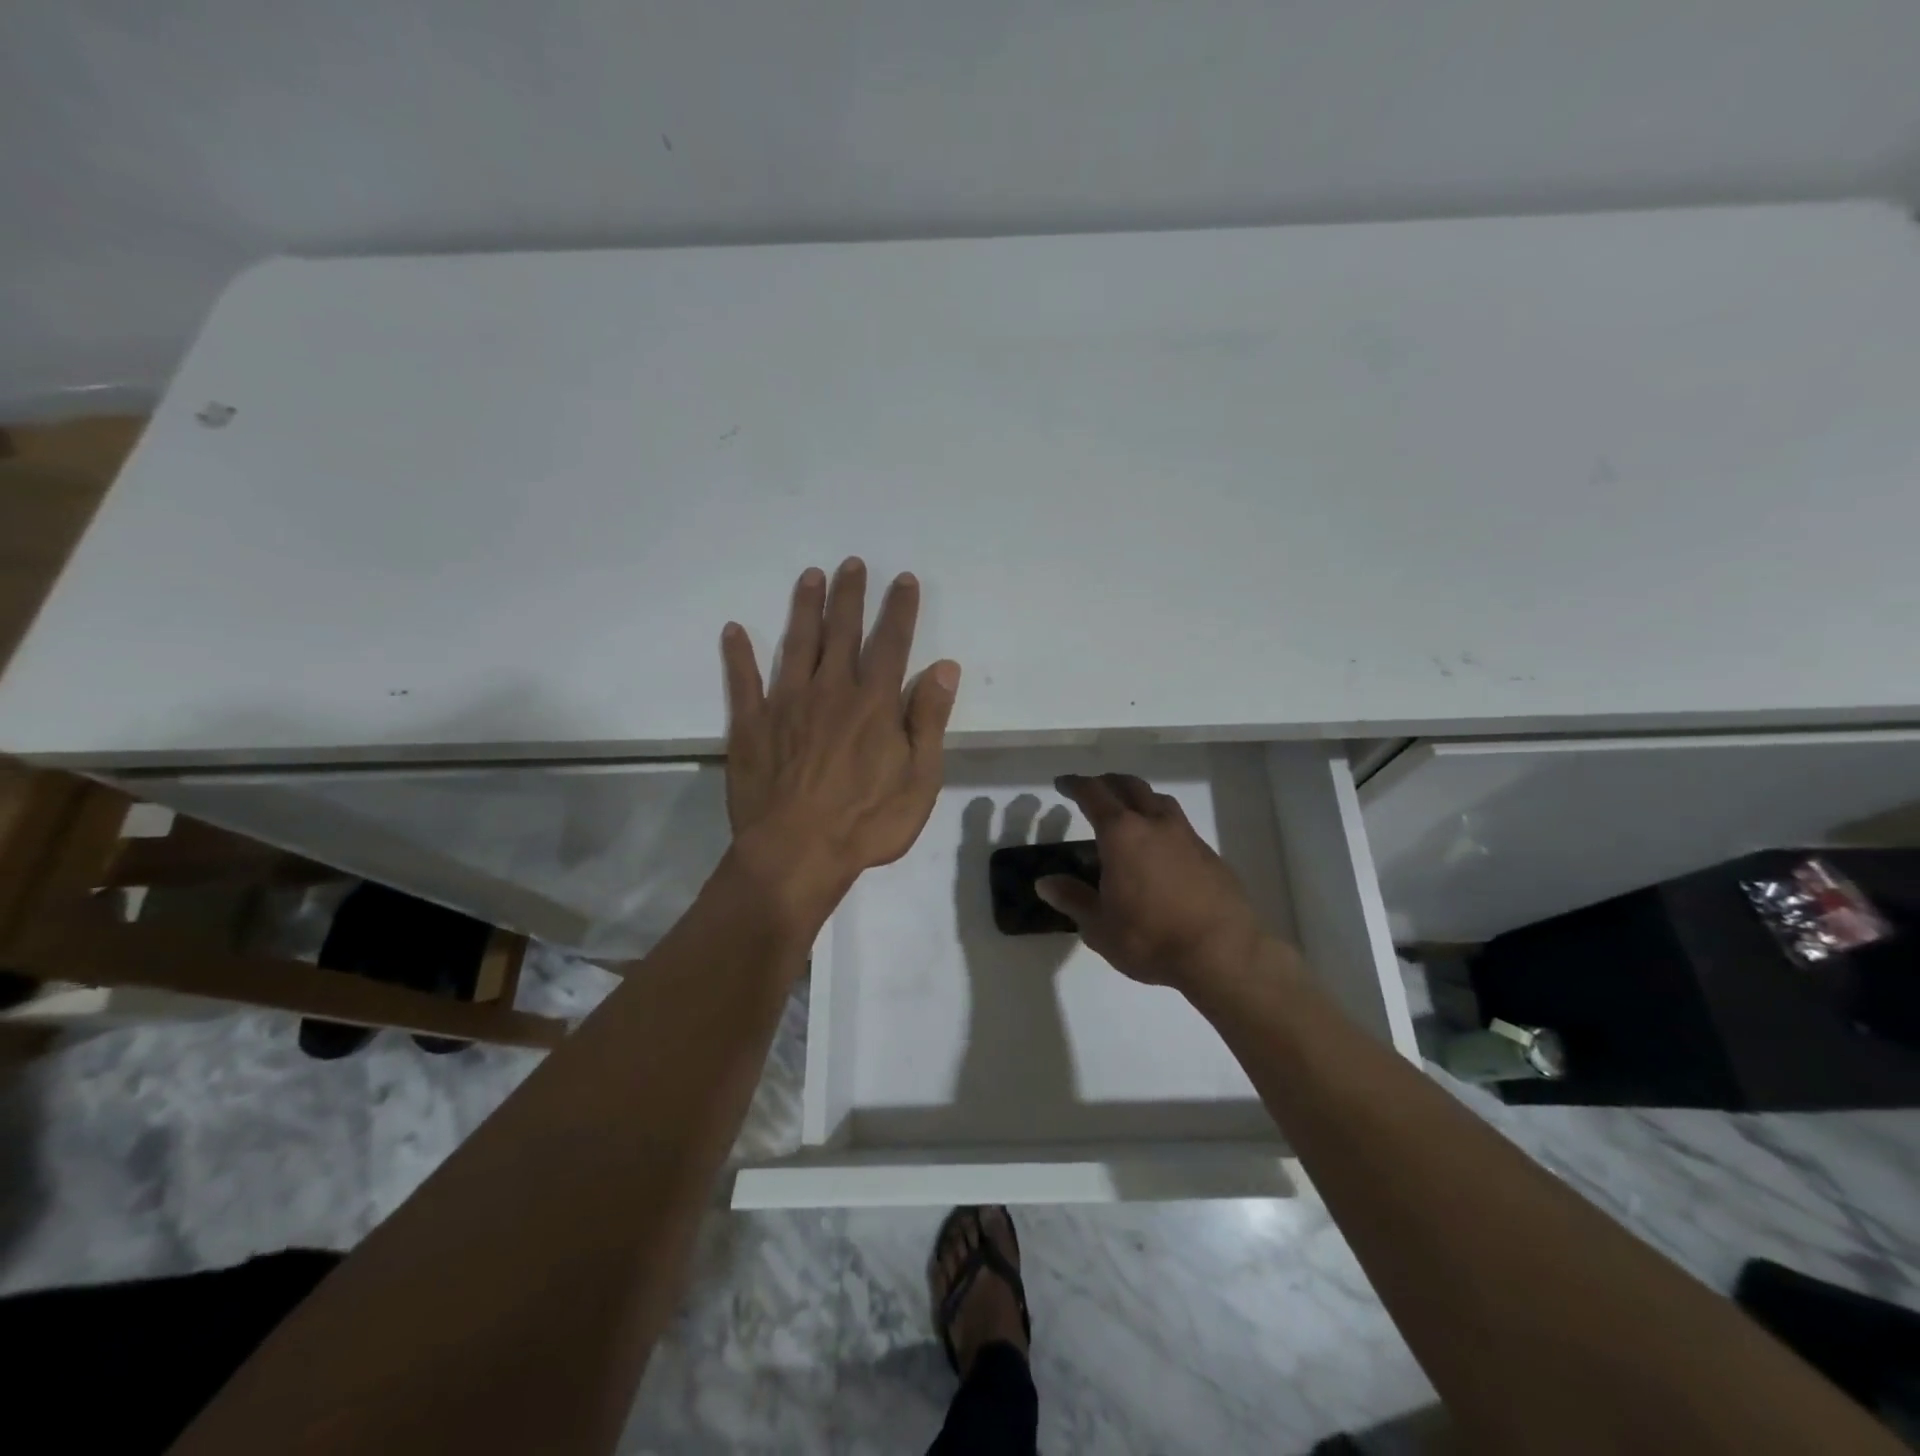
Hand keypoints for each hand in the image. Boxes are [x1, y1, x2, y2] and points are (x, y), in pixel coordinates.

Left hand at [721, 559, 960, 928]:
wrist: (796, 854)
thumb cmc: (866, 823)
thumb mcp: (919, 779)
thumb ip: (929, 720)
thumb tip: (943, 667)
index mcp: (874, 703)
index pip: (891, 643)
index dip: (899, 609)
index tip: (902, 579)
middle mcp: (830, 691)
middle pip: (842, 632)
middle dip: (849, 595)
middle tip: (851, 563)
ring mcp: (785, 704)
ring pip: (797, 644)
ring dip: (804, 608)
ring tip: (810, 577)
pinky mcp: (750, 725)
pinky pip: (742, 682)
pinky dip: (739, 654)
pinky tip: (734, 630)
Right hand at [1036, 773, 1267, 991]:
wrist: (1223, 954)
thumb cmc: (1150, 938)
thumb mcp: (1099, 926)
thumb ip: (1072, 899)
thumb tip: (1045, 883)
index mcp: (1121, 834)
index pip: (1093, 794)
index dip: (1075, 785)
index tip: (1063, 783)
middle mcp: (1154, 824)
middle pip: (1129, 786)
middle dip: (1107, 782)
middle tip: (1092, 790)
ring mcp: (1186, 836)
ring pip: (1158, 800)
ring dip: (1138, 796)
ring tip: (1127, 811)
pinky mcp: (1209, 854)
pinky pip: (1178, 824)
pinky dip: (1160, 822)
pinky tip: (1158, 846)